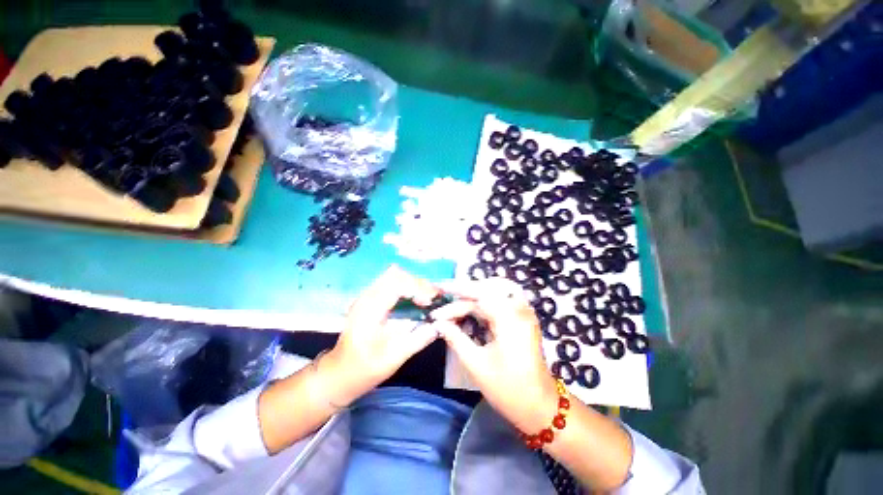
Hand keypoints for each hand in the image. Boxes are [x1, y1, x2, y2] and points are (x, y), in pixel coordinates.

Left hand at [322, 265, 439, 405]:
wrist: (338, 374)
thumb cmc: (364, 369)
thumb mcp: (394, 358)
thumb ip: (419, 339)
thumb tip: (439, 325)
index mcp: (370, 309)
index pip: (397, 283)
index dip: (417, 288)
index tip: (430, 303)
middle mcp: (367, 297)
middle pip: (396, 274)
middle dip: (418, 283)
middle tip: (433, 298)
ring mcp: (367, 296)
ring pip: (394, 276)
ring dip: (413, 284)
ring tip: (428, 297)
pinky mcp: (370, 300)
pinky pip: (391, 283)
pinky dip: (407, 287)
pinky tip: (416, 300)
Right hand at [431, 277, 558, 432]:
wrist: (541, 407)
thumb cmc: (508, 390)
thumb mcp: (476, 365)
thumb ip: (456, 338)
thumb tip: (438, 323)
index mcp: (510, 319)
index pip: (479, 294)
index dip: (456, 290)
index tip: (438, 287)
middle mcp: (519, 309)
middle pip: (487, 288)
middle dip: (463, 289)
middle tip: (443, 291)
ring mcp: (523, 312)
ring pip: (494, 291)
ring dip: (473, 292)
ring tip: (453, 297)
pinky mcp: (522, 318)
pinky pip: (500, 300)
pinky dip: (483, 300)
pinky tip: (470, 306)